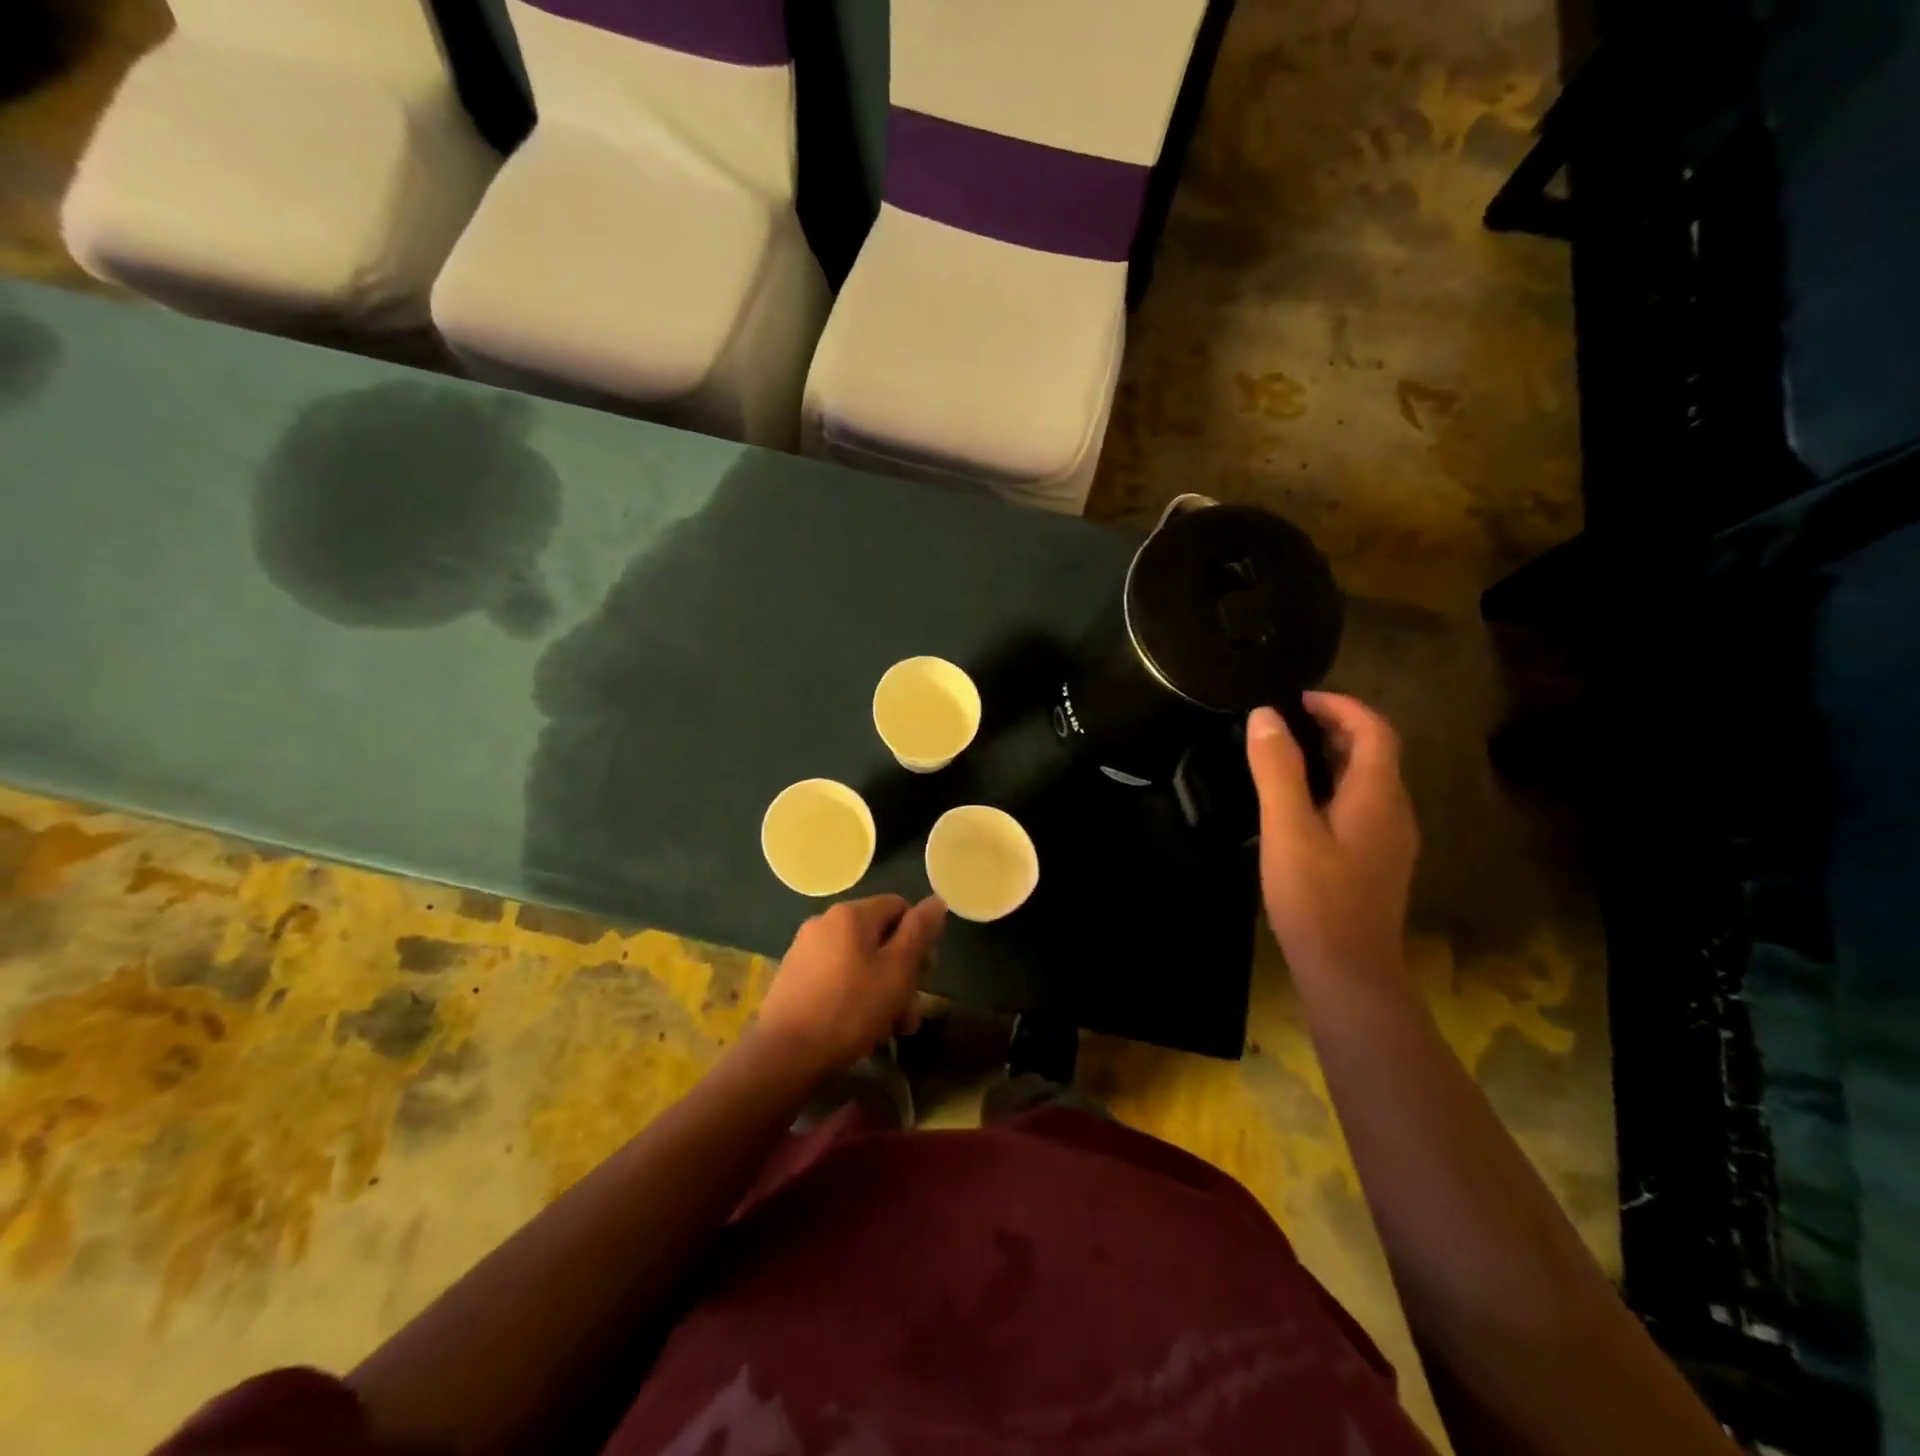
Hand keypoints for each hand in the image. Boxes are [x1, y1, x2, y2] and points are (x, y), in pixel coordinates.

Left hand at [755, 895, 947, 1073]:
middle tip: (910, 1012)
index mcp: (851, 914)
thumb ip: (919, 932)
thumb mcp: (897, 971)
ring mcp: (805, 949)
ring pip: (859, 961)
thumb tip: (936, 899)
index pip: (899, 907)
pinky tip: (860, 1028)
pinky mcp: (793, 976)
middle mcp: (825, 922)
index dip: (919, 937)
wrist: (784, 1055)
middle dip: (901, 973)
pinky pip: (836, 976)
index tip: (925, 973)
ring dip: (881, 990)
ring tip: (890, 1029)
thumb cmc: (850, 1010)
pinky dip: (854, 995)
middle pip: (878, 937)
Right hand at [1246, 693, 1417, 980]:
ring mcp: (1389, 839)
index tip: (1299, 698)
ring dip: (1333, 758)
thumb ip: (1277, 770)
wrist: (1348, 972)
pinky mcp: (1376, 861)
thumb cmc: (1316, 898)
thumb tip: (1265, 715)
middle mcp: (1393, 811)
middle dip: (1335, 728)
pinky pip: (1360, 806)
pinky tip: (1299, 804)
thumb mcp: (1288, 828)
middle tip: (1284, 723)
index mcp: (1377, 796)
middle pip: (1374, 753)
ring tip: (1285, 755)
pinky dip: (1332, 786)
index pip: (1374, 731)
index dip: (1342, 706)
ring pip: (1367, 781)